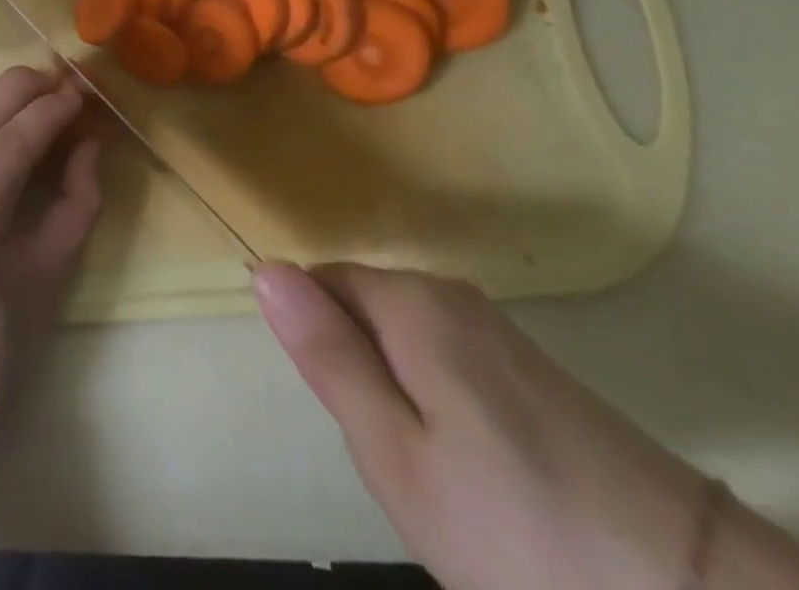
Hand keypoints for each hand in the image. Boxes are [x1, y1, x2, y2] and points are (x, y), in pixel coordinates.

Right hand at [254, 263, 710, 589]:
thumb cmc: (518, 530)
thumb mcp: (396, 455)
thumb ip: (327, 355)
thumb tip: (264, 269)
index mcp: (411, 302)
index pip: (320, 283)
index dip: (318, 344)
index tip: (351, 418)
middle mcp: (451, 293)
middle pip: (364, 309)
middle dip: (359, 371)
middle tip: (394, 458)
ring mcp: (499, 329)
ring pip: (405, 341)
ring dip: (399, 393)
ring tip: (438, 475)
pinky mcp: (535, 367)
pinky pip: (449, 362)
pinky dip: (441, 406)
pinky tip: (481, 474)